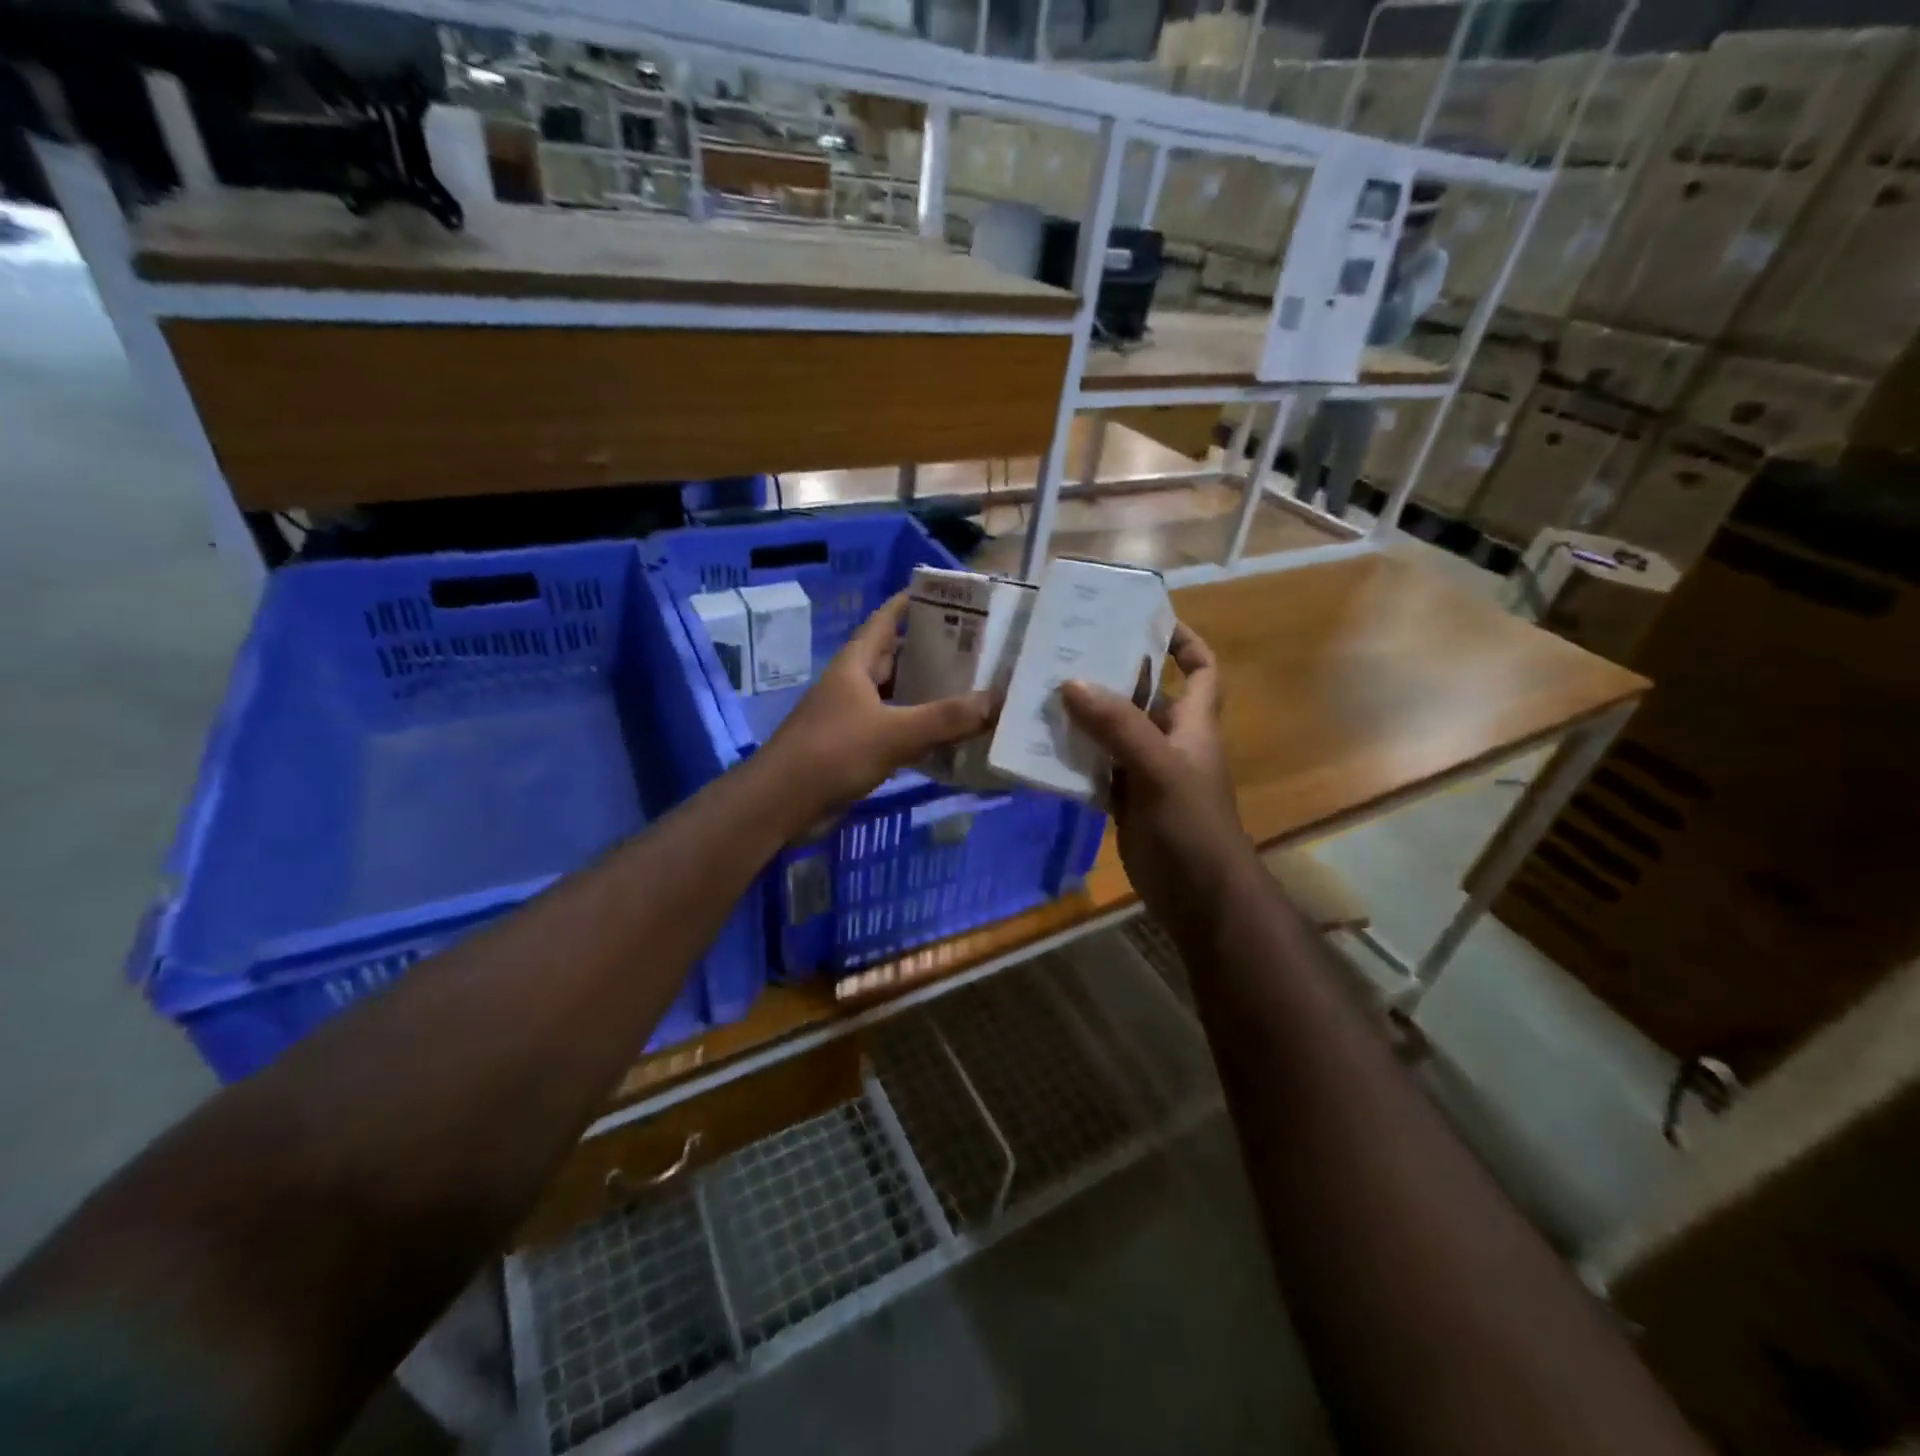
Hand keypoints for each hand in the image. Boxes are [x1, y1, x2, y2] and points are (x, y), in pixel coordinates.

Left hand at [767, 592, 995, 816]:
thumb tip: (997, 701)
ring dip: (924, 693)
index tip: (946, 595)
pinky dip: (916, 730)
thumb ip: (946, 719)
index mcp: (855, 665)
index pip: (885, 620)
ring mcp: (850, 718)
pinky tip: (945, 736)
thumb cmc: (833, 753)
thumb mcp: (895, 732)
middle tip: (974, 646)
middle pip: (894, 657)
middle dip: (928, 650)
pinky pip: (892, 730)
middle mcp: (852, 685)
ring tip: (968, 688)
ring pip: (895, 696)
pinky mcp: (852, 749)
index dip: (910, 603)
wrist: (782, 803)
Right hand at [1060, 624, 1249, 913]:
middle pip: (1144, 696)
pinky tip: (1041, 748)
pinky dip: (1073, 758)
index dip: (1183, 641)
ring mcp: (1147, 773)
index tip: (1146, 619)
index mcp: (1194, 724)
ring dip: (1084, 717)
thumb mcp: (1159, 768)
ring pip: (1113, 733)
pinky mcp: (1125, 802)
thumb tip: (1071, 683)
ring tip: (1041, 693)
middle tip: (1065, 653)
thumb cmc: (1192, 825)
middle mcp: (1171, 741)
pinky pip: (1096, 769)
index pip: (1201, 669)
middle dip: (1112, 674)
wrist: (1198, 896)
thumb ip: (1119, 726)